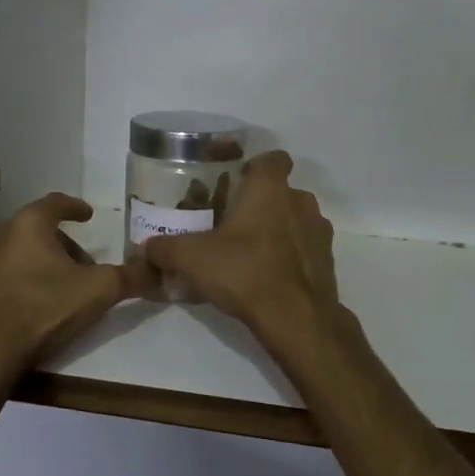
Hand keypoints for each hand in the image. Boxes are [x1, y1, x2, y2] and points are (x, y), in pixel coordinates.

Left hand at [0, 194, 154, 374]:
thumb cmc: (42, 308)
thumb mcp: (97, 291)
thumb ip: (130, 277)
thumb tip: (159, 270)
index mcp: (29, 224)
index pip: (56, 202)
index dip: (75, 207)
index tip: (89, 215)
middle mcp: (0, 234)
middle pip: (39, 229)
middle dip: (65, 244)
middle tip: (85, 265)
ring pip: (21, 252)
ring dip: (44, 263)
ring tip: (64, 288)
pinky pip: (5, 275)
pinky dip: (24, 280)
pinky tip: (36, 306)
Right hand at [142, 151, 342, 345]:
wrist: (296, 318)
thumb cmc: (244, 271)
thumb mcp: (192, 259)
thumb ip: (166, 249)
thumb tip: (146, 248)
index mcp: (270, 189)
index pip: (273, 158)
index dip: (256, 166)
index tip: (237, 181)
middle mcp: (300, 201)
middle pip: (281, 191)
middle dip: (260, 203)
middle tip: (233, 223)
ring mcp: (319, 231)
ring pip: (295, 219)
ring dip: (277, 229)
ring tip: (250, 252)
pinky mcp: (328, 260)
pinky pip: (305, 248)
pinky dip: (290, 255)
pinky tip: (269, 276)